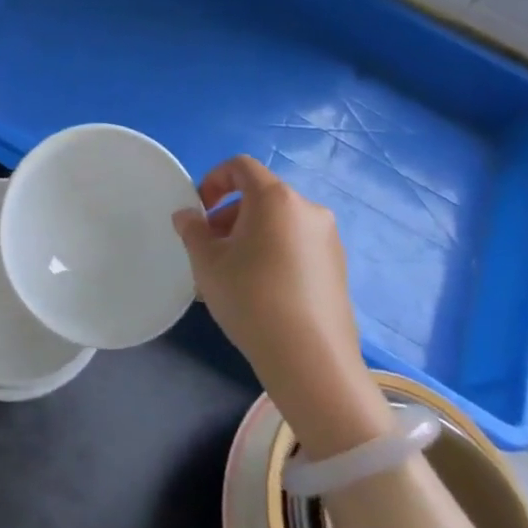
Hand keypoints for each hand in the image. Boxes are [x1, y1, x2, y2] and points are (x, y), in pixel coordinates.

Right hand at [173, 156, 390, 457]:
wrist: (311, 361)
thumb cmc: (251, 298)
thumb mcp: (206, 262)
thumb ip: (192, 230)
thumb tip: (189, 215)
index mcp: (276, 198)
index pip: (241, 166)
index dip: (213, 180)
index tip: (199, 211)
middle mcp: (308, 210)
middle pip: (261, 196)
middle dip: (229, 214)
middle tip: (210, 248)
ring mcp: (328, 240)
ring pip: (279, 223)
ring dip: (251, 235)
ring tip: (232, 273)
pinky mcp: (338, 269)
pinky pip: (297, 246)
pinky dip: (274, 253)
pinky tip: (261, 291)